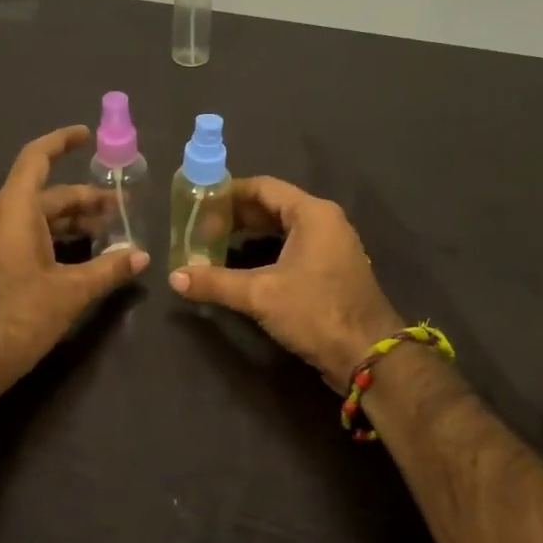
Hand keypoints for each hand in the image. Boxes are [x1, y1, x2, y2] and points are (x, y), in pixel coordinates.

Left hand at [0, 125, 148, 392]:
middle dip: (84, 197)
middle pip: (45, 193)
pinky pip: (25, 235)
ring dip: (71, 220)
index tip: (88, 135)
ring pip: (36, 217)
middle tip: (120, 206)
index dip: (62, 142)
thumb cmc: (19, 317)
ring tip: (107, 230)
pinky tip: (80, 255)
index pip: (36, 159)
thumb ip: (110, 269)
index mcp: (14, 211)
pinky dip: (54, 236)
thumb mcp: (72, 292)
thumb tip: (144, 256)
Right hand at [169, 177, 402, 390]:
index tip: (198, 205)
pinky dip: (266, 251)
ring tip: (214, 246)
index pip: (263, 187)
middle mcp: (324, 222)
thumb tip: (174, 277)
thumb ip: (215, 282)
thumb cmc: (316, 312)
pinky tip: (241, 267)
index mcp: (312, 213)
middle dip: (235, 216)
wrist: (368, 355)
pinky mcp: (330, 270)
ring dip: (249, 234)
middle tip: (200, 228)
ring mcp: (331, 246)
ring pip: (282, 228)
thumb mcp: (261, 295)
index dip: (228, 194)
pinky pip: (293, 247)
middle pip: (272, 206)